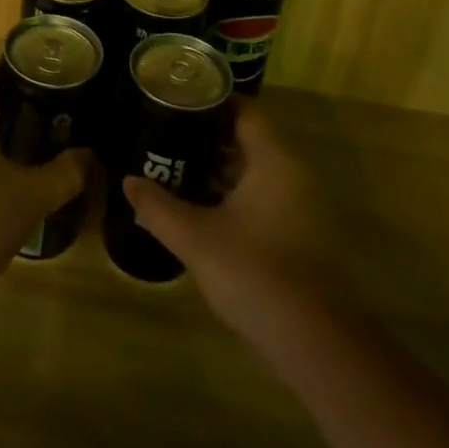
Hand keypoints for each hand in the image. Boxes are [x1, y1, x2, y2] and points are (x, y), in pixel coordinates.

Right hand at [123, 103, 352, 357]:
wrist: (320, 348)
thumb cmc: (257, 275)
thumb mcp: (196, 239)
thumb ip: (158, 206)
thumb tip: (128, 181)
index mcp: (275, 160)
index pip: (244, 108)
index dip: (209, 99)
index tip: (173, 99)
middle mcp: (294, 174)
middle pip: (248, 137)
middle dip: (205, 135)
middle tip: (164, 133)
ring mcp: (302, 206)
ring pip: (255, 170)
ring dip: (218, 168)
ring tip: (173, 166)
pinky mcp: (302, 236)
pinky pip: (263, 196)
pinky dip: (233, 194)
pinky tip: (202, 208)